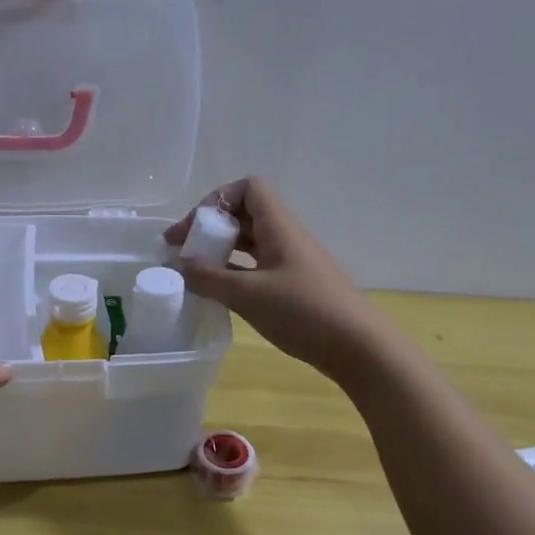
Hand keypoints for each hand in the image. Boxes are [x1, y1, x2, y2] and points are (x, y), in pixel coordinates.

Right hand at [164, 177, 382, 379]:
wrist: (356, 346)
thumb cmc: (303, 311)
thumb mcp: (248, 295)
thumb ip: (208, 278)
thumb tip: (178, 265)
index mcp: (278, 226)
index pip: (248, 188)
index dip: (218, 199)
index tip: (195, 228)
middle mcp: (284, 236)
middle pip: (244, 214)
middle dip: (210, 227)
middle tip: (180, 250)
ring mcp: (289, 262)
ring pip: (248, 242)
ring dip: (219, 250)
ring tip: (192, 271)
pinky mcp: (292, 285)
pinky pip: (255, 266)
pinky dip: (232, 271)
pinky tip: (217, 291)